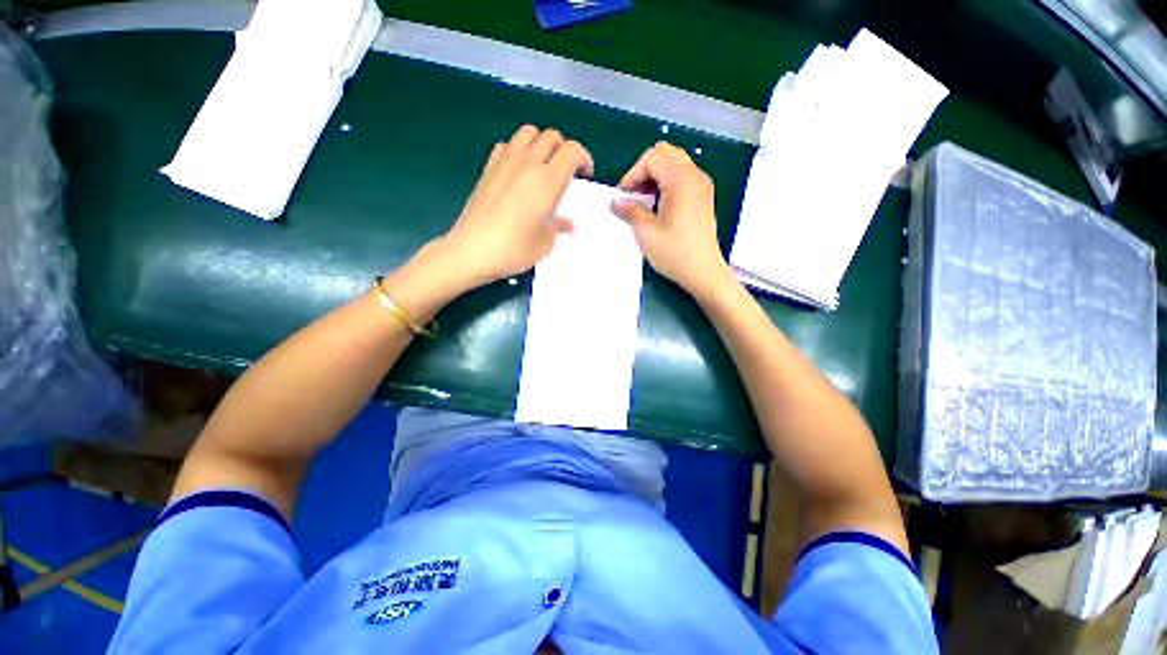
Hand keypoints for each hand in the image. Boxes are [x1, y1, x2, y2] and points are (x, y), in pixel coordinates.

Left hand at [439, 125, 593, 288]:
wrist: (473, 249)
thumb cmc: (514, 249)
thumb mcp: (545, 243)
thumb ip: (559, 226)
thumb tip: (568, 224)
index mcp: (548, 181)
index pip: (572, 151)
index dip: (584, 158)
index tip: (585, 174)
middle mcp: (528, 163)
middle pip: (552, 137)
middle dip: (565, 150)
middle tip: (566, 172)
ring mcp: (505, 162)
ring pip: (528, 132)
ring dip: (541, 143)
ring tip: (543, 165)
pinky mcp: (488, 167)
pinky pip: (507, 144)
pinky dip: (518, 150)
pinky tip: (518, 170)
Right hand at [611, 142, 730, 297]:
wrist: (703, 272)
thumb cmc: (674, 253)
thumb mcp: (646, 232)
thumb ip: (630, 211)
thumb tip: (616, 202)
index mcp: (681, 179)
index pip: (651, 158)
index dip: (632, 174)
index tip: (623, 196)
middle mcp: (695, 175)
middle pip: (664, 153)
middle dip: (644, 170)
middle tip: (634, 195)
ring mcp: (702, 184)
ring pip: (674, 163)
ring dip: (655, 176)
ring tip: (645, 200)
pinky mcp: (703, 195)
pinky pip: (682, 176)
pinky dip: (666, 182)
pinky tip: (659, 204)